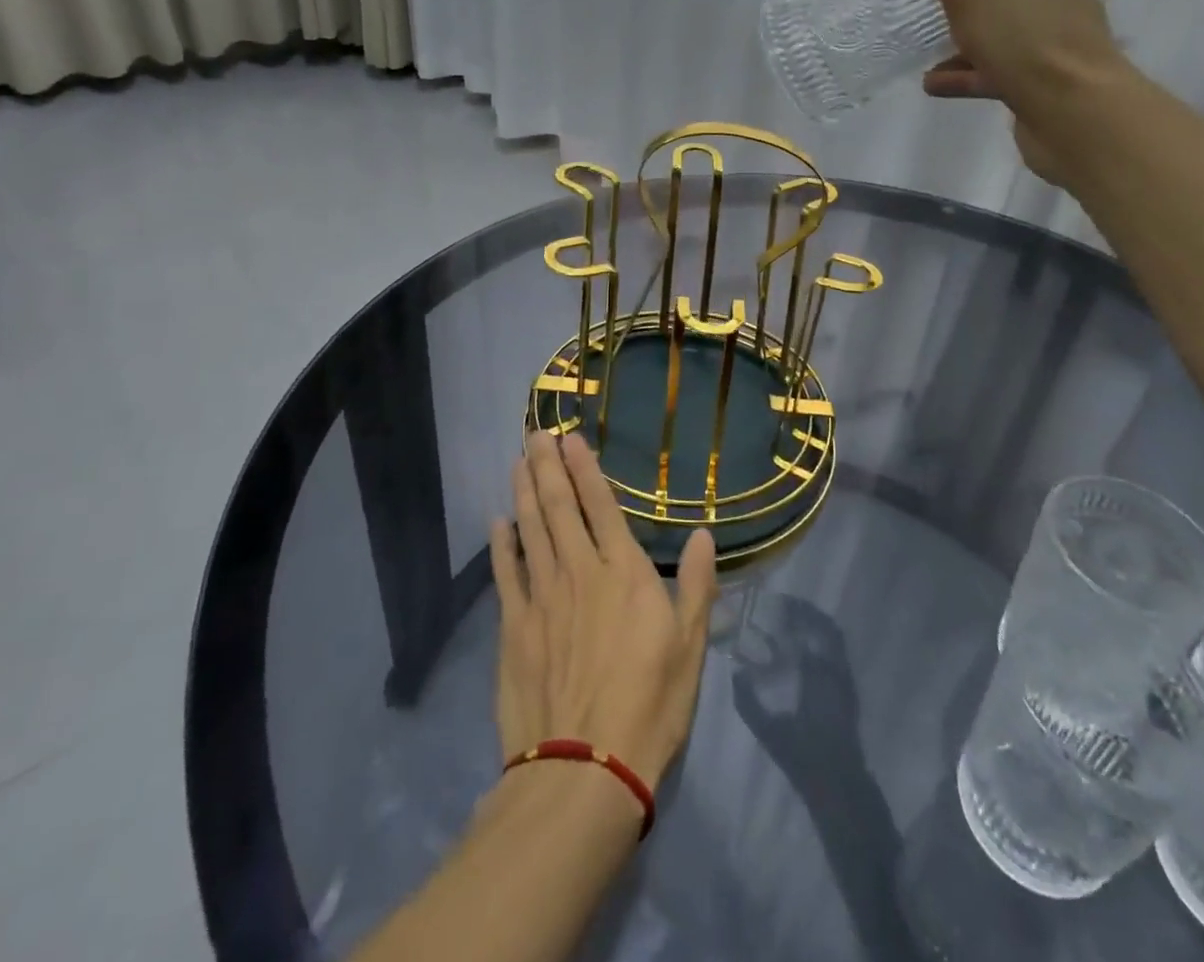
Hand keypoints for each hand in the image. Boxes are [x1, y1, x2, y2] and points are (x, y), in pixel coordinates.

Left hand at [488, 430, 718, 792]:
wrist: (585, 770)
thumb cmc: (650, 704)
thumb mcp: (691, 645)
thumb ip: (698, 585)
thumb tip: (705, 533)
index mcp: (624, 572)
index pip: (601, 506)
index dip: (585, 470)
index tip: (570, 439)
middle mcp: (580, 571)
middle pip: (559, 508)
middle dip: (547, 466)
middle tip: (535, 434)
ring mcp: (542, 597)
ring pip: (531, 530)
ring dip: (524, 492)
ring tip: (517, 461)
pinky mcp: (514, 627)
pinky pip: (506, 573)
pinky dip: (502, 544)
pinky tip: (498, 522)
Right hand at [889, 0, 1128, 186]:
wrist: (1075, 116)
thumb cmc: (1028, 43)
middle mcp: (1062, 2)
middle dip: (964, 0)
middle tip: (927, 5)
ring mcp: (1054, 47)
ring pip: (1000, 37)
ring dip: (961, 44)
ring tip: (924, 52)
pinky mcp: (1043, 86)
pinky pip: (998, 73)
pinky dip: (966, 76)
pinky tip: (934, 85)